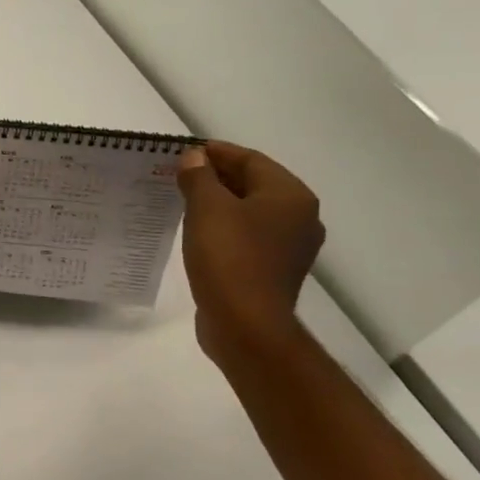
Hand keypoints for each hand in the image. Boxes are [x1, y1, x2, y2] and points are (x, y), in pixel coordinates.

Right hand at [177, 141, 323, 363]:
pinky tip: (199, 234)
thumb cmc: (229, 258)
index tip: (185, 152)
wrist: (245, 326)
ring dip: (220, 204)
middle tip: (180, 175)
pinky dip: (225, 230)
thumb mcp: (207, 208)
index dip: (217, 153)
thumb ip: (199, 176)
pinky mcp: (274, 273)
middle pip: (254, 185)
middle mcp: (300, 218)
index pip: (251, 160)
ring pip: (250, 213)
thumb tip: (194, 158)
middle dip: (217, 177)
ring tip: (184, 202)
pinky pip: (248, 239)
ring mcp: (290, 249)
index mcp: (291, 196)